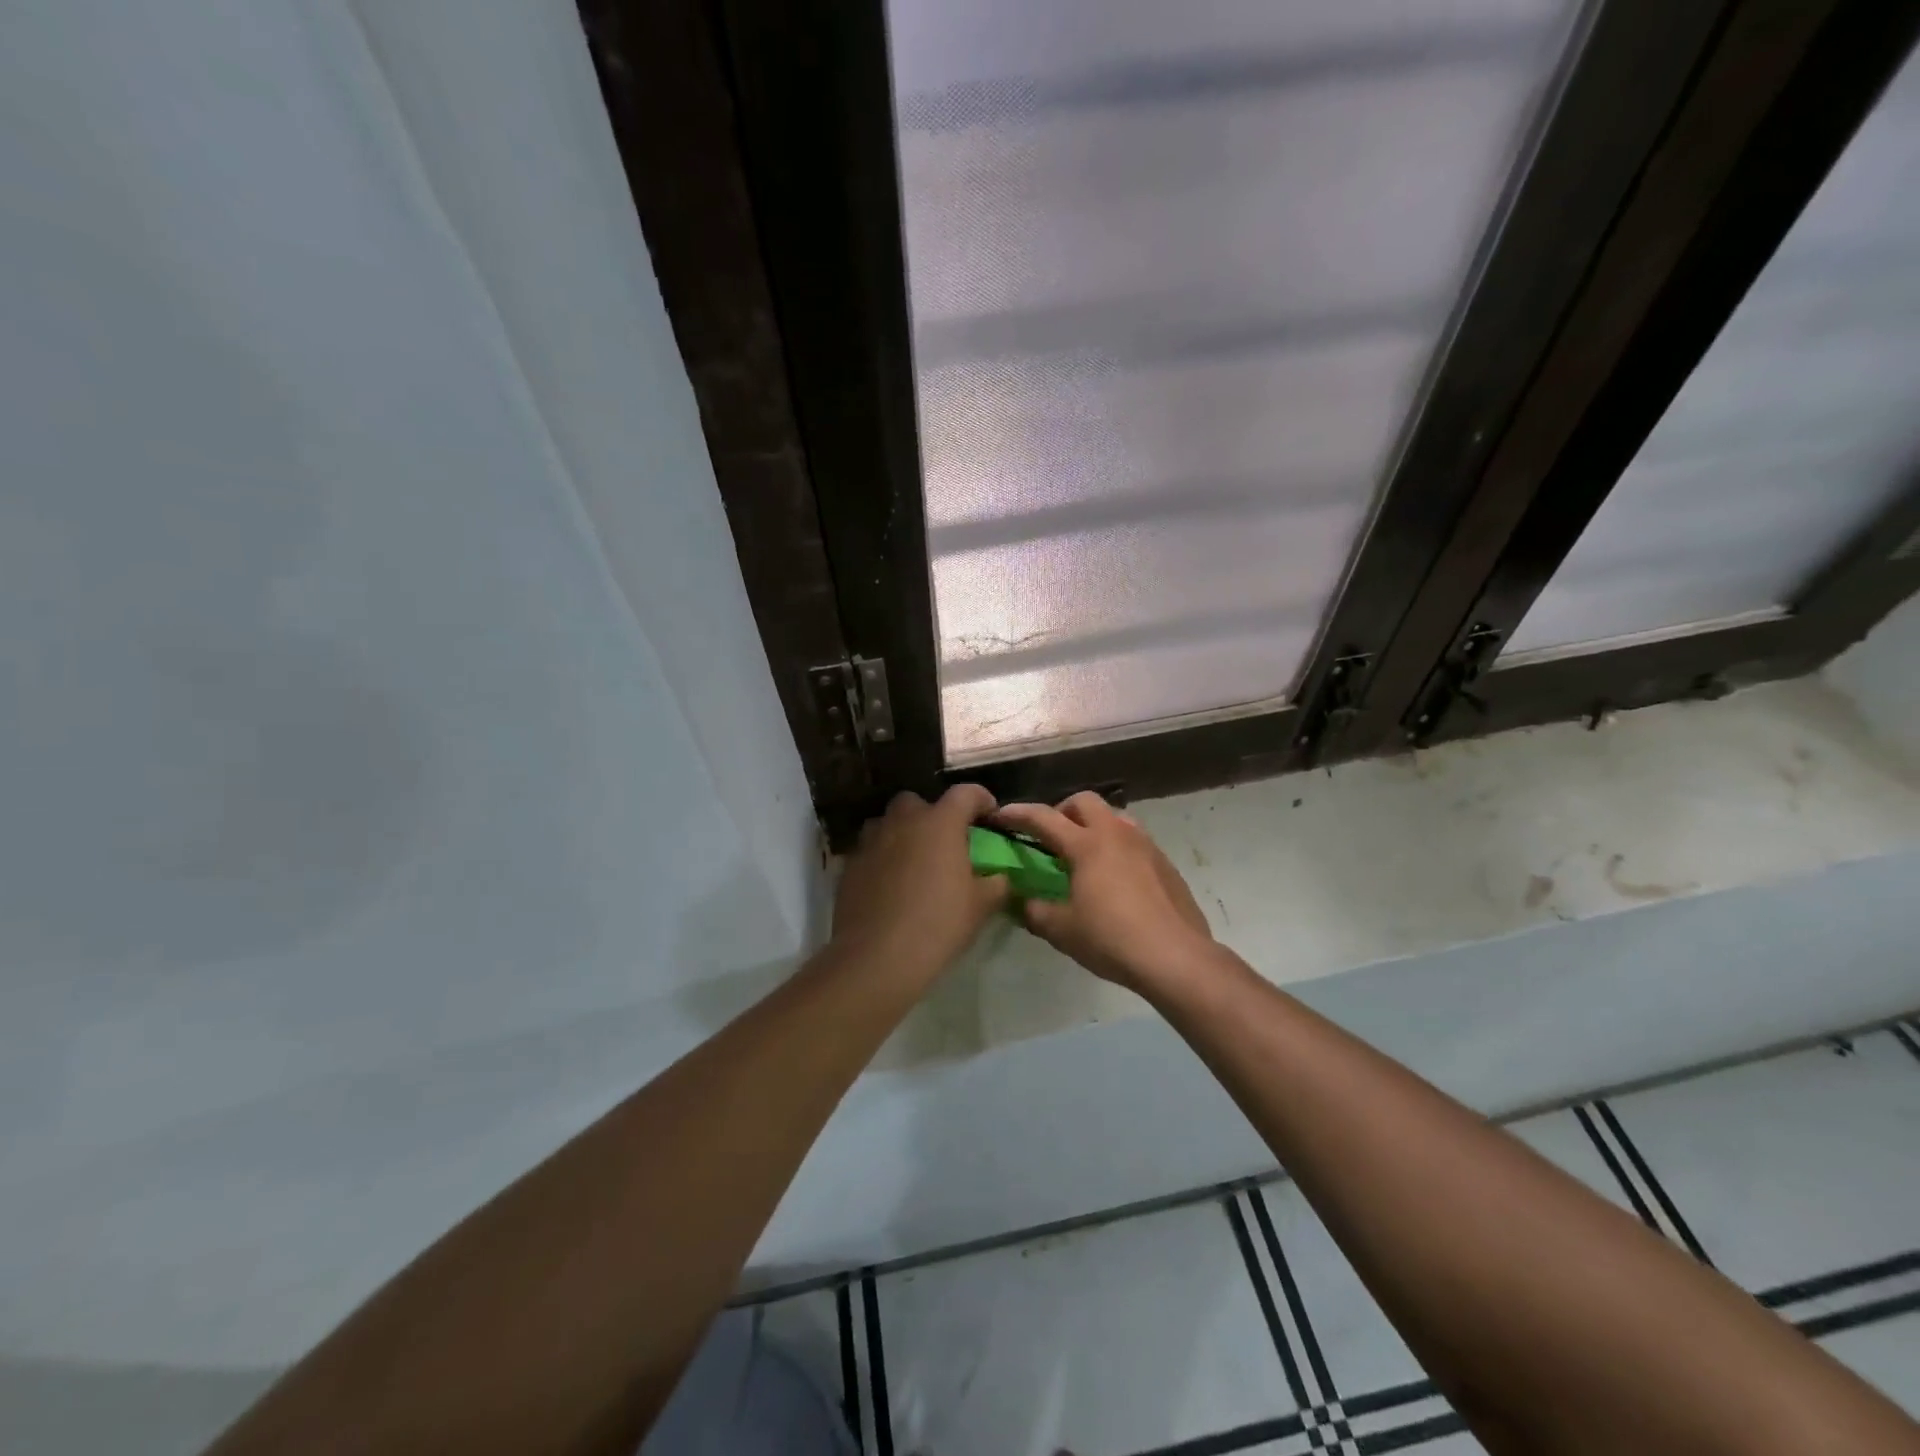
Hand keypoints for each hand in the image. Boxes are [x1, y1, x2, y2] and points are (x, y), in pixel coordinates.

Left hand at [830, 785, 1009, 987]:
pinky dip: (882, 859)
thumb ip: (996, 883)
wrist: (877, 957)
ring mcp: (871, 841)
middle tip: (945, 842)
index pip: (966, 793)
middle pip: (919, 802)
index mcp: (940, 823)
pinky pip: (870, 850)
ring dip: (903, 834)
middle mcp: (903, 821)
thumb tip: (999, 876)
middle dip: (933, 815)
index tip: (990, 816)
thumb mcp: (981, 906)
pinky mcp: (850, 865)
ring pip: (889, 823)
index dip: (981, 800)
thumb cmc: (938, 924)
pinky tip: (890, 886)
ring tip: (915, 861)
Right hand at [993, 792, 1214, 993]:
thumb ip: (1036, 911)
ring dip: (1094, 825)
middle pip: (1085, 801)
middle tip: (1051, 837)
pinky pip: (1135, 840)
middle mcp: (1116, 834)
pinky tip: (1115, 878)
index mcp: (1087, 845)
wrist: (1176, 957)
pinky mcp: (1165, 863)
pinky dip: (1117, 846)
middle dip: (1062, 811)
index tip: (1000, 814)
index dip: (1018, 814)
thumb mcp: (1063, 931)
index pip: (1044, 818)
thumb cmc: (1112, 939)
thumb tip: (1022, 901)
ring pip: (1114, 816)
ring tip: (1085, 854)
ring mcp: (1145, 846)